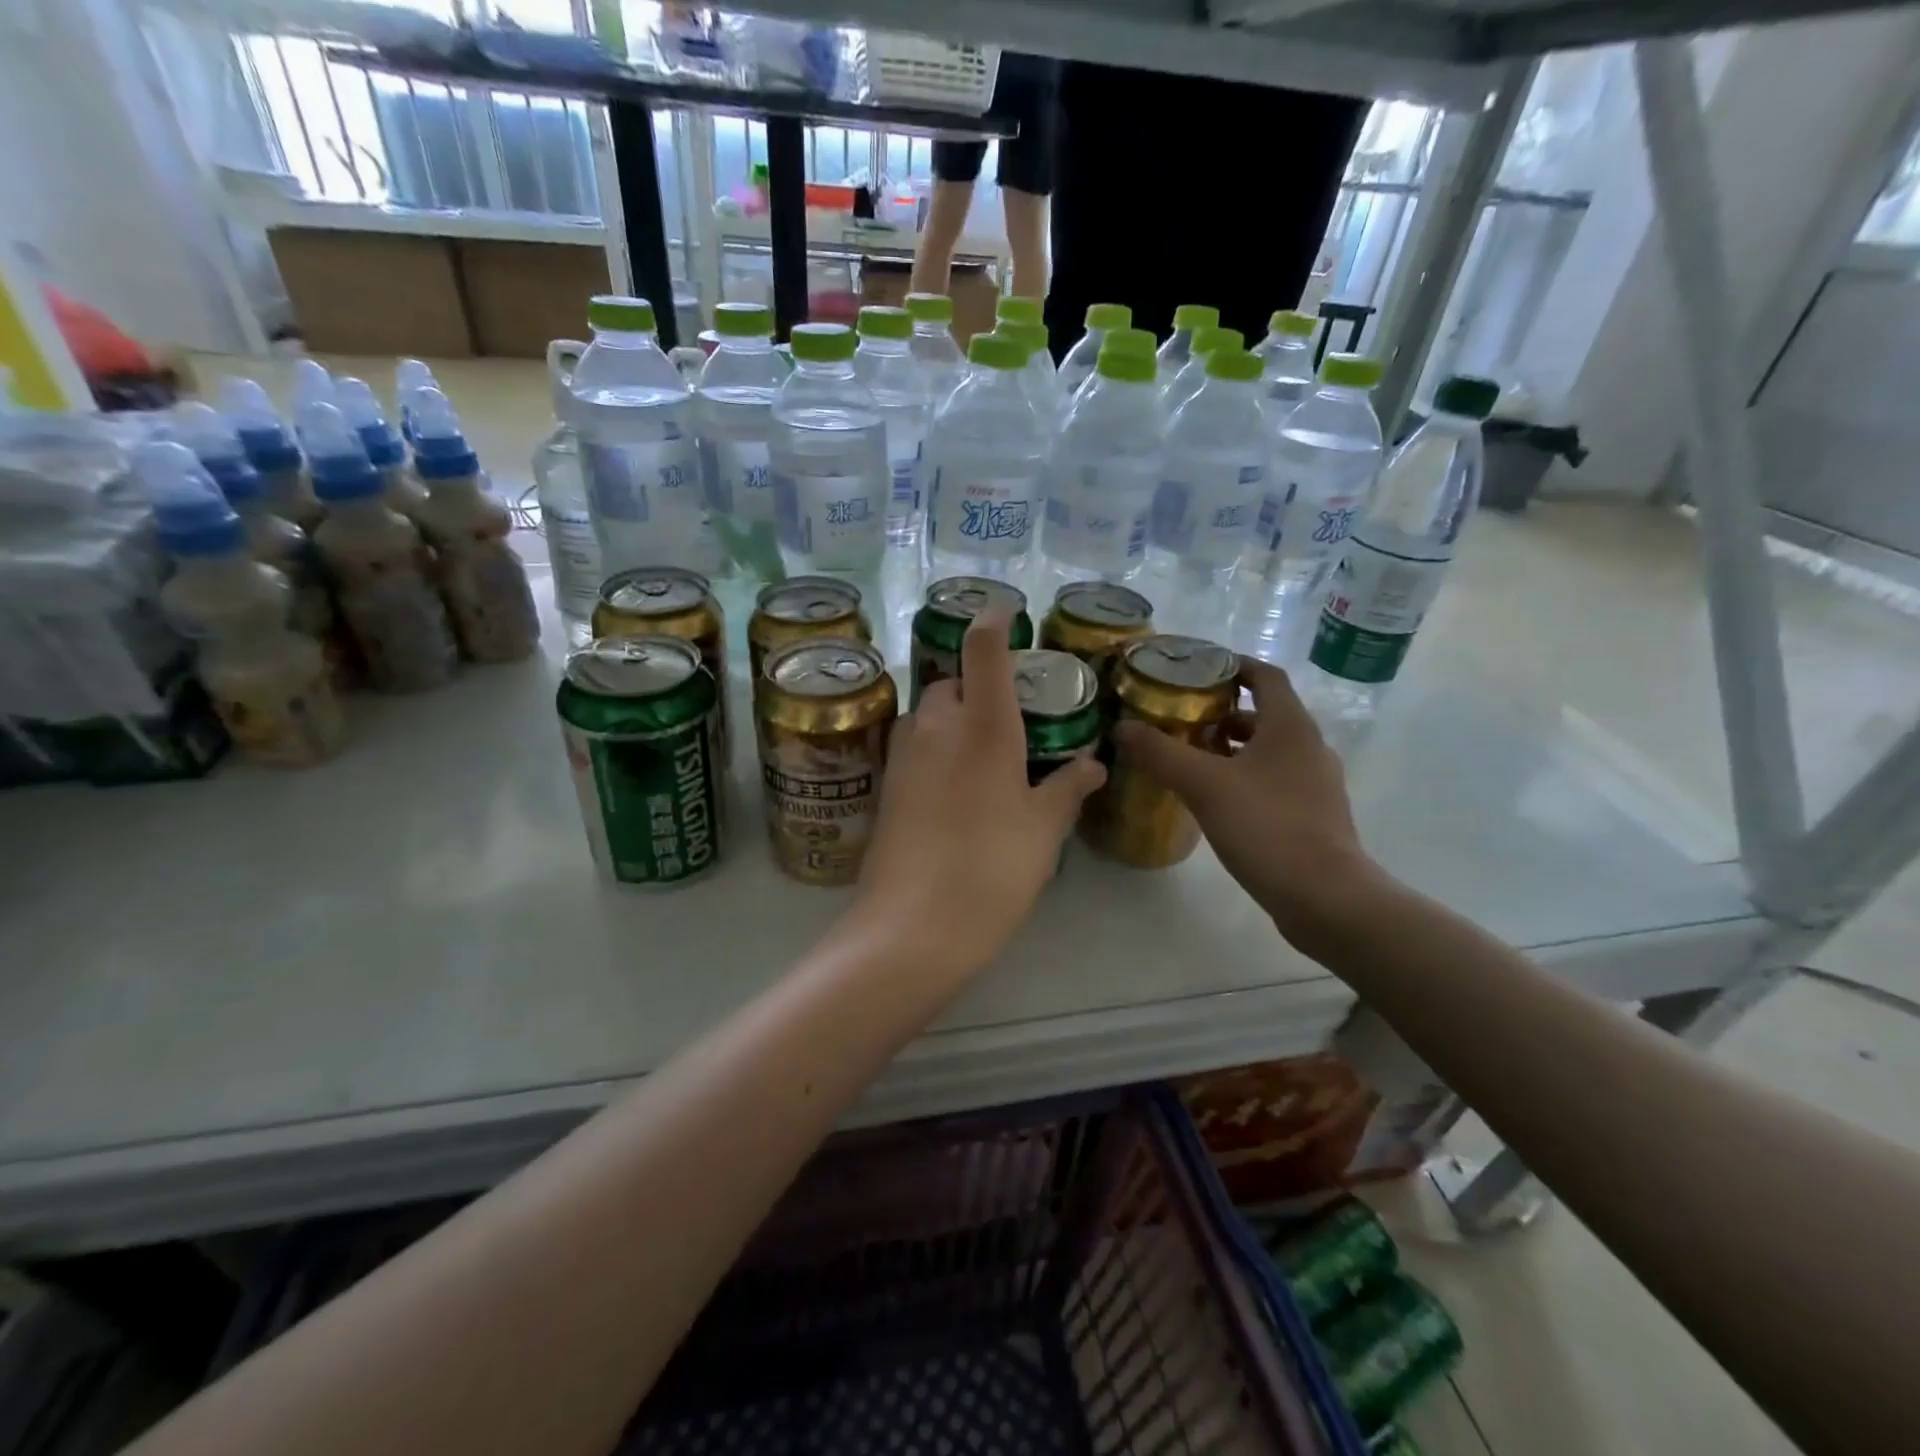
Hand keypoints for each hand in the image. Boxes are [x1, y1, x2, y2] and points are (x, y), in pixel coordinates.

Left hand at [849, 610, 1105, 980]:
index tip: (1006, 610)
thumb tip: (1093, 764)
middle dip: (977, 684)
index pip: (983, 648)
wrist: (912, 928)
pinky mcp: (885, 787)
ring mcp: (903, 756)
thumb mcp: (1043, 830)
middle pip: (951, 681)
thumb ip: (1067, 788)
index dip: (993, 619)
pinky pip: (914, 748)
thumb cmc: (991, 870)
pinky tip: (956, 786)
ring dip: (953, 718)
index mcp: (982, 725)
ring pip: (927, 715)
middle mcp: (935, 727)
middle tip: (1010, 714)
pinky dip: (935, 749)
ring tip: (984, 753)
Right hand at [1112, 659, 1386, 947]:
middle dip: (1223, 713)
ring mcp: (1315, 783)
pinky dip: (1244, 777)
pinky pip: (1274, 780)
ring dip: (1232, 748)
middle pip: (1265, 713)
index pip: (1266, 675)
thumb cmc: (1267, 827)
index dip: (1233, 666)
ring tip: (1191, 759)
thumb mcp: (1204, 785)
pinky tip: (1216, 800)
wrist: (1325, 897)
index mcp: (1290, 726)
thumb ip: (1161, 752)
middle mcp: (1309, 747)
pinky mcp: (1313, 815)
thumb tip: (1122, 726)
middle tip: (1181, 719)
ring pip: (1268, 750)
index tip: (1197, 670)